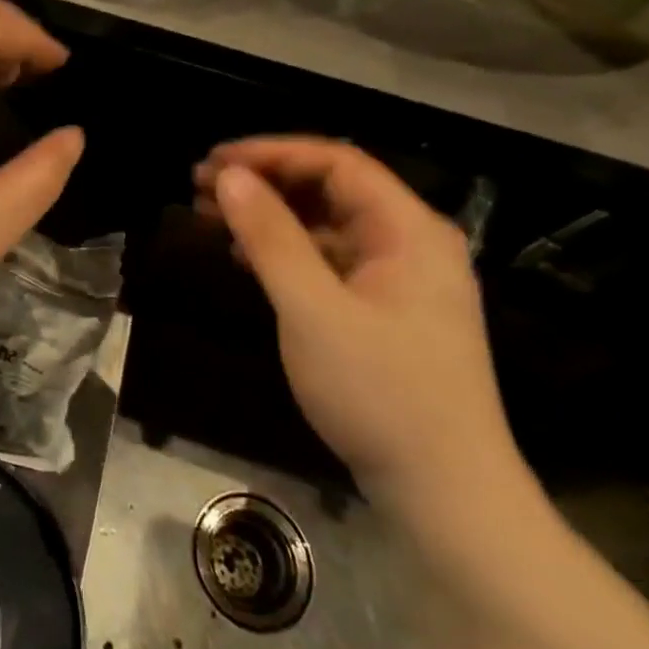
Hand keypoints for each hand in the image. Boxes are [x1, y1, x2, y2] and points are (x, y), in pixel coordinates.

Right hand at [195, 138, 524, 515]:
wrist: (445, 495)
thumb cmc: (379, 393)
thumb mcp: (312, 309)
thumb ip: (270, 236)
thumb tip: (229, 177)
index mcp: (409, 230)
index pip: (336, 162)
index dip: (271, 153)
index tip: (214, 162)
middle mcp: (411, 243)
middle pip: (331, 189)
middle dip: (265, 182)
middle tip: (202, 186)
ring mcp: (401, 280)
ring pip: (327, 225)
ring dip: (271, 216)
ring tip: (212, 216)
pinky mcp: (387, 312)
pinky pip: (330, 261)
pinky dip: (287, 252)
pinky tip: (247, 259)